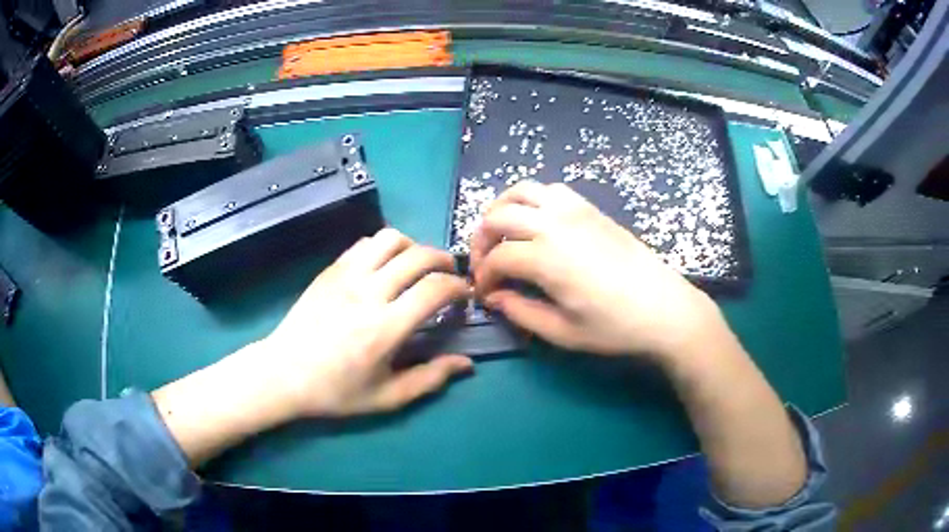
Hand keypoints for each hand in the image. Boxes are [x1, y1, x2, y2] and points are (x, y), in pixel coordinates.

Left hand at [263, 228, 473, 417]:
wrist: (283, 373)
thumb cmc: (335, 391)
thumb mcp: (387, 397)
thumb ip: (430, 379)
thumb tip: (466, 364)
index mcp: (385, 328)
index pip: (435, 289)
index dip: (458, 287)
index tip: (464, 296)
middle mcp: (368, 293)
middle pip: (419, 255)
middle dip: (445, 261)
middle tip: (450, 276)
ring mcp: (346, 276)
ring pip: (391, 238)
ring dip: (414, 247)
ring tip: (417, 266)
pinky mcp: (331, 269)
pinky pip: (365, 243)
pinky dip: (385, 247)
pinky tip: (386, 266)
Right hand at [471, 181, 723, 360]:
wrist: (664, 308)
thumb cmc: (614, 327)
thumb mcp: (562, 332)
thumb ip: (520, 312)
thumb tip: (494, 298)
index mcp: (545, 257)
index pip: (496, 258)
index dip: (483, 277)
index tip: (486, 295)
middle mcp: (554, 224)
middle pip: (498, 216)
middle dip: (481, 240)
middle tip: (486, 264)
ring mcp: (574, 210)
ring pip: (521, 191)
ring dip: (502, 210)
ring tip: (503, 234)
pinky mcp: (591, 208)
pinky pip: (550, 190)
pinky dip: (531, 200)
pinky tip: (537, 223)